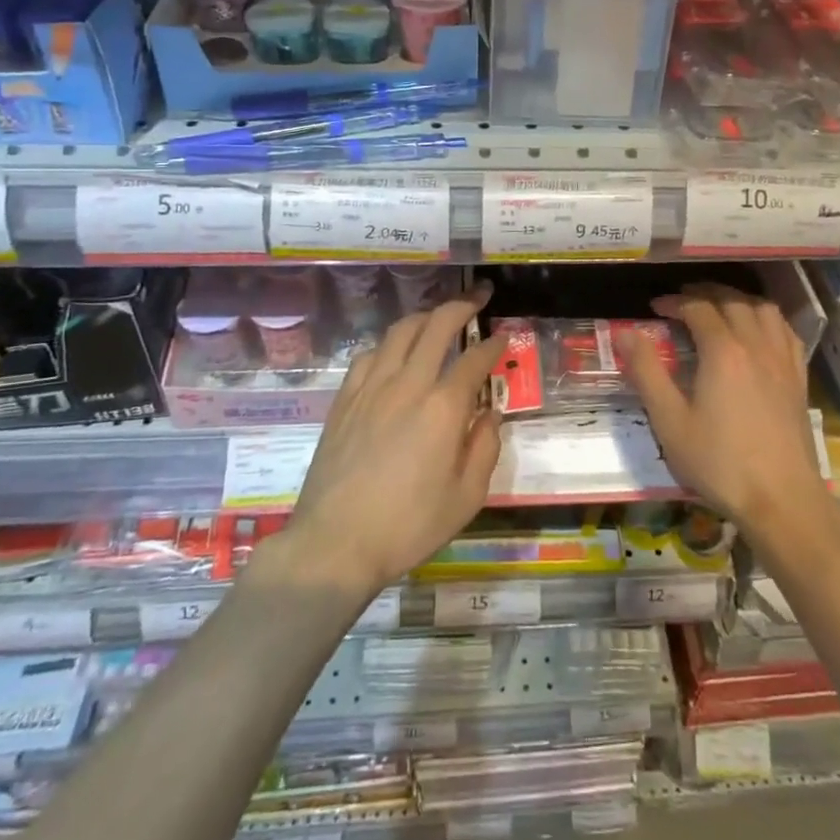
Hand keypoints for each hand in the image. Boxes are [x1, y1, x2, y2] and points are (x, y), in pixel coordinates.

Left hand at [282, 287, 505, 598]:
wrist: (335, 543)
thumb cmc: (408, 526)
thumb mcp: (466, 498)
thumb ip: (485, 448)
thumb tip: (489, 414)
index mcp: (443, 407)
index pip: (475, 359)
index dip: (494, 344)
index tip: (504, 337)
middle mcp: (408, 384)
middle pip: (437, 325)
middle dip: (463, 305)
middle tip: (480, 296)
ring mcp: (372, 387)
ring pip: (401, 331)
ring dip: (426, 316)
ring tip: (440, 316)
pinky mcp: (345, 398)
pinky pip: (370, 354)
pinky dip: (390, 343)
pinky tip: (395, 352)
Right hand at [621, 285, 822, 533]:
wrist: (782, 499)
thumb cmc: (719, 462)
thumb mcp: (670, 421)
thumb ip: (647, 372)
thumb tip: (625, 333)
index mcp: (723, 351)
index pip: (697, 307)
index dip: (674, 302)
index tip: (655, 308)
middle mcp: (755, 344)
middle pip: (732, 300)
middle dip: (705, 292)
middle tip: (683, 299)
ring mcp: (782, 360)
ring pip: (763, 310)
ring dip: (738, 299)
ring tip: (719, 306)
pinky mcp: (798, 378)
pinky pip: (785, 331)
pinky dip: (767, 319)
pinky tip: (758, 331)